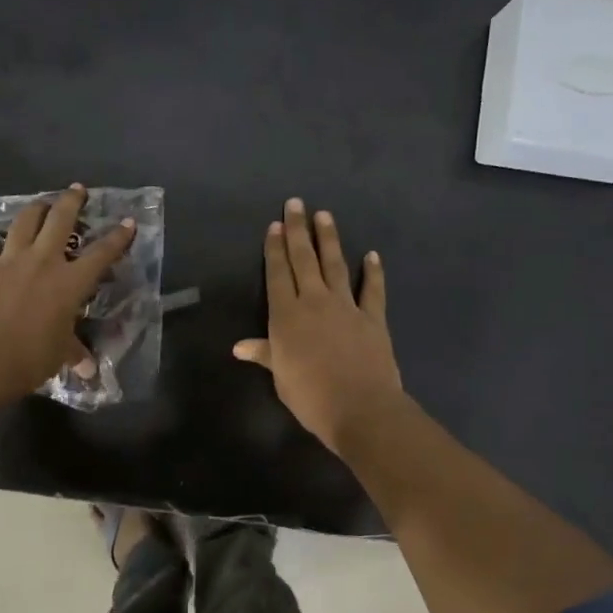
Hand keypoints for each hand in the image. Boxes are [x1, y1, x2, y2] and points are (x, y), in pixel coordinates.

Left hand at [0, 184, 135, 402]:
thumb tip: (90, 370)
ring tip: (41, 206)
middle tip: (77, 189)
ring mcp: (9, 261)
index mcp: (70, 283)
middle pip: (60, 219)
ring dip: (35, 209)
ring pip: (24, 221)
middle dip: (72, 200)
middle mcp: (42, 262)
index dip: (118, 237)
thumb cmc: (29, 359)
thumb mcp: (59, 355)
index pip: (102, 253)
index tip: (127, 221)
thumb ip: (74, 353)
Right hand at [234, 197, 404, 454]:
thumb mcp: (280, 377)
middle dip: (298, 230)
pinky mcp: (372, 318)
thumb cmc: (311, 396)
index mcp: (286, 316)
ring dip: (329, 239)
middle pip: (304, 260)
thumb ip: (265, 354)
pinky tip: (372, 255)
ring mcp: (346, 306)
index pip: (278, 274)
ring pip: (335, 265)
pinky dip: (373, 272)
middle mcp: (314, 302)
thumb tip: (239, 346)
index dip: (275, 249)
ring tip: (325, 215)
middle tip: (296, 204)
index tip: (275, 225)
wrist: (360, 408)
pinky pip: (372, 289)